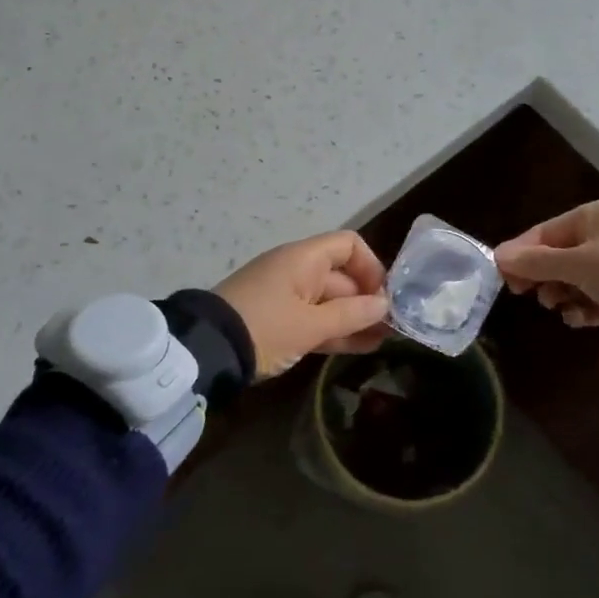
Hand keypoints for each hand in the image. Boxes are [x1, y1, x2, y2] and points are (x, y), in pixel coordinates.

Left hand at [215, 231, 390, 378]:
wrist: (207, 351)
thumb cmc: (264, 328)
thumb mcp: (310, 325)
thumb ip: (350, 315)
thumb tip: (384, 305)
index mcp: (304, 259)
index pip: (348, 245)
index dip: (371, 267)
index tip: (383, 297)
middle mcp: (298, 270)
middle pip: (342, 276)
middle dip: (368, 300)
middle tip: (391, 328)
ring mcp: (287, 296)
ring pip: (330, 302)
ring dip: (355, 319)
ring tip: (383, 341)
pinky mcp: (279, 320)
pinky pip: (315, 319)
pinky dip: (335, 330)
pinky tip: (361, 347)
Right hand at [494, 199, 598, 334]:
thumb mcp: (572, 263)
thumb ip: (534, 262)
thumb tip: (497, 255)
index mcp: (594, 215)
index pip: (545, 232)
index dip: (521, 253)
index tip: (504, 278)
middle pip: (560, 256)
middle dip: (543, 276)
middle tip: (527, 295)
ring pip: (578, 279)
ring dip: (562, 293)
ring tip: (558, 307)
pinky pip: (598, 298)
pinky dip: (584, 308)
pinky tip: (578, 318)